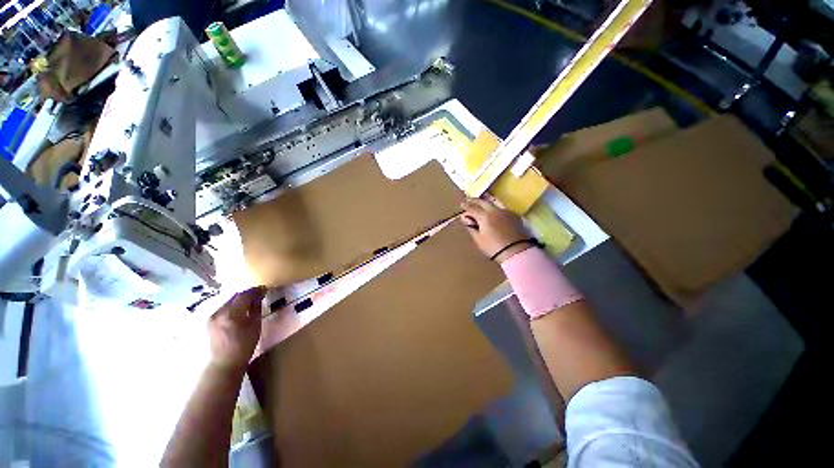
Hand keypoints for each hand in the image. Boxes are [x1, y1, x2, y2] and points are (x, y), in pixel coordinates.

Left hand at [207, 286, 266, 371]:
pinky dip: (232, 306)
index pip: (244, 295)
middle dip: (247, 294)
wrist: (225, 362)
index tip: (264, 289)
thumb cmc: (245, 345)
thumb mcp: (255, 325)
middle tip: (259, 294)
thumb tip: (260, 295)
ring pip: (229, 301)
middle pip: (235, 296)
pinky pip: (223, 308)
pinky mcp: (209, 320)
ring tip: (250, 302)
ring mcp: (212, 316)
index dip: (255, 290)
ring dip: (240, 300)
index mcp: (232, 314)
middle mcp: (219, 312)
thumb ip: (256, 308)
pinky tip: (239, 310)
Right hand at [460, 198, 532, 262]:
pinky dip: (495, 211)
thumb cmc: (494, 247)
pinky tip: (494, 215)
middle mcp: (495, 211)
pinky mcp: (514, 217)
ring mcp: (506, 212)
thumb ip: (471, 227)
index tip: (461, 205)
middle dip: (475, 201)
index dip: (466, 207)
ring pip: (493, 205)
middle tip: (469, 200)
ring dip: (486, 205)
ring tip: (481, 208)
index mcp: (484, 216)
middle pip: (483, 202)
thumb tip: (466, 219)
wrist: (517, 252)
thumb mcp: (479, 239)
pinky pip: (502, 211)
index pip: (472, 208)